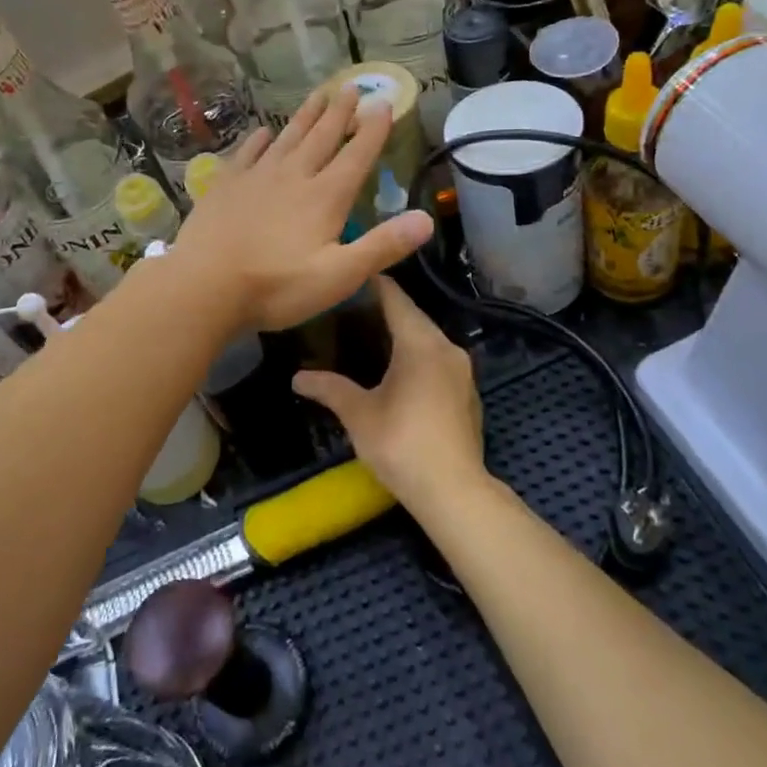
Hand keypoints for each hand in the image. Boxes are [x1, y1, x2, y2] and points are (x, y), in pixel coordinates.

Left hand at [171, 86, 432, 332]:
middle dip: (340, 113)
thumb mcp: (339, 276)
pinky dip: (257, 140)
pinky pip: (246, 154)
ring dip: (305, 117)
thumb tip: (427, 219)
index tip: (383, 103)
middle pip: (322, 138)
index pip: (356, 156)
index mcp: (324, 197)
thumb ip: (382, 246)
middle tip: (351, 87)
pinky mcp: (225, 187)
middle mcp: (293, 177)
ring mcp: (256, 179)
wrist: (204, 287)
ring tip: (318, 95)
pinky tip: (262, 132)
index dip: (373, 130)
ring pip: (287, 138)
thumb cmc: (276, 287)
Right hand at [292, 277, 487, 511]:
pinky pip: (439, 360)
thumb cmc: (402, 444)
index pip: (396, 299)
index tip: (351, 275)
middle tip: (351, 308)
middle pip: (414, 317)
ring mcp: (463, 371)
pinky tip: (399, 370)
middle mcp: (447, 347)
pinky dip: (419, 356)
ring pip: (429, 339)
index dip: (374, 284)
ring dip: (403, 335)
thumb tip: (297, 378)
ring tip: (370, 336)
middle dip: (386, 310)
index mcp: (420, 343)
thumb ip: (329, 389)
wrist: (454, 490)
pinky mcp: (468, 392)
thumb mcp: (359, 415)